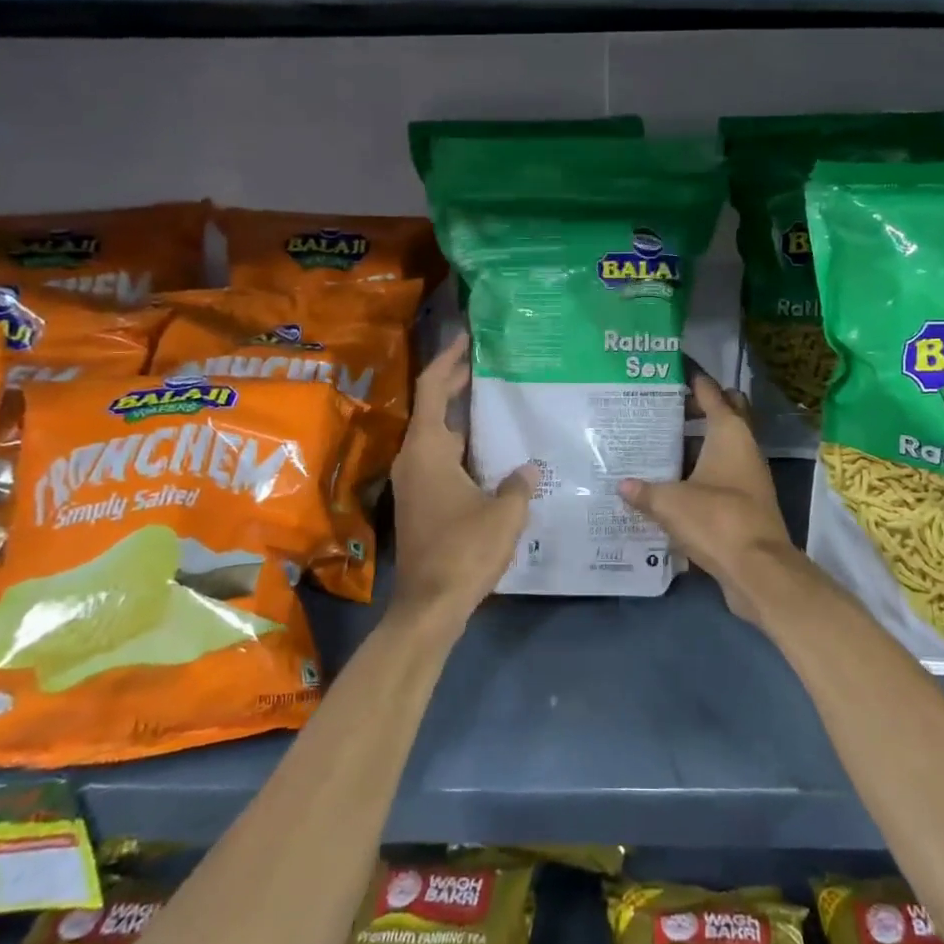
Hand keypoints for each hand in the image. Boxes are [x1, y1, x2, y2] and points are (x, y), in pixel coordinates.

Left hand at [388, 335, 536, 631]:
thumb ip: (518, 484)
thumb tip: (528, 469)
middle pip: (435, 407)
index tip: (469, 338)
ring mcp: (416, 481)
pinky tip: (496, 452)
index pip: (433, 388)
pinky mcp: (422, 500)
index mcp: (428, 449)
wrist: (430, 605)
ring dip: (465, 417)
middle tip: (494, 363)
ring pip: (440, 435)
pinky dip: (466, 446)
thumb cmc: (464, 551)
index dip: (449, 359)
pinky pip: (443, 458)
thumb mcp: (504, 513)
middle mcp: (415, 458)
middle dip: (460, 382)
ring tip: (502, 402)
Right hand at [618, 375, 796, 623]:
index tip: (675, 372)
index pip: (712, 394)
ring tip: (661, 443)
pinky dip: (701, 471)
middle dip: (699, 409)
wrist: (757, 569)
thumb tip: (622, 484)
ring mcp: (748, 476)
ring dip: (697, 444)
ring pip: (721, 447)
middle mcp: (744, 448)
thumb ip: (644, 491)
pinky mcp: (746, 502)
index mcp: (729, 433)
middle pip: (725, 416)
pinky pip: (720, 475)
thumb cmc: (716, 520)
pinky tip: (673, 481)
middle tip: (665, 409)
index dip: (695, 381)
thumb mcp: (670, 502)